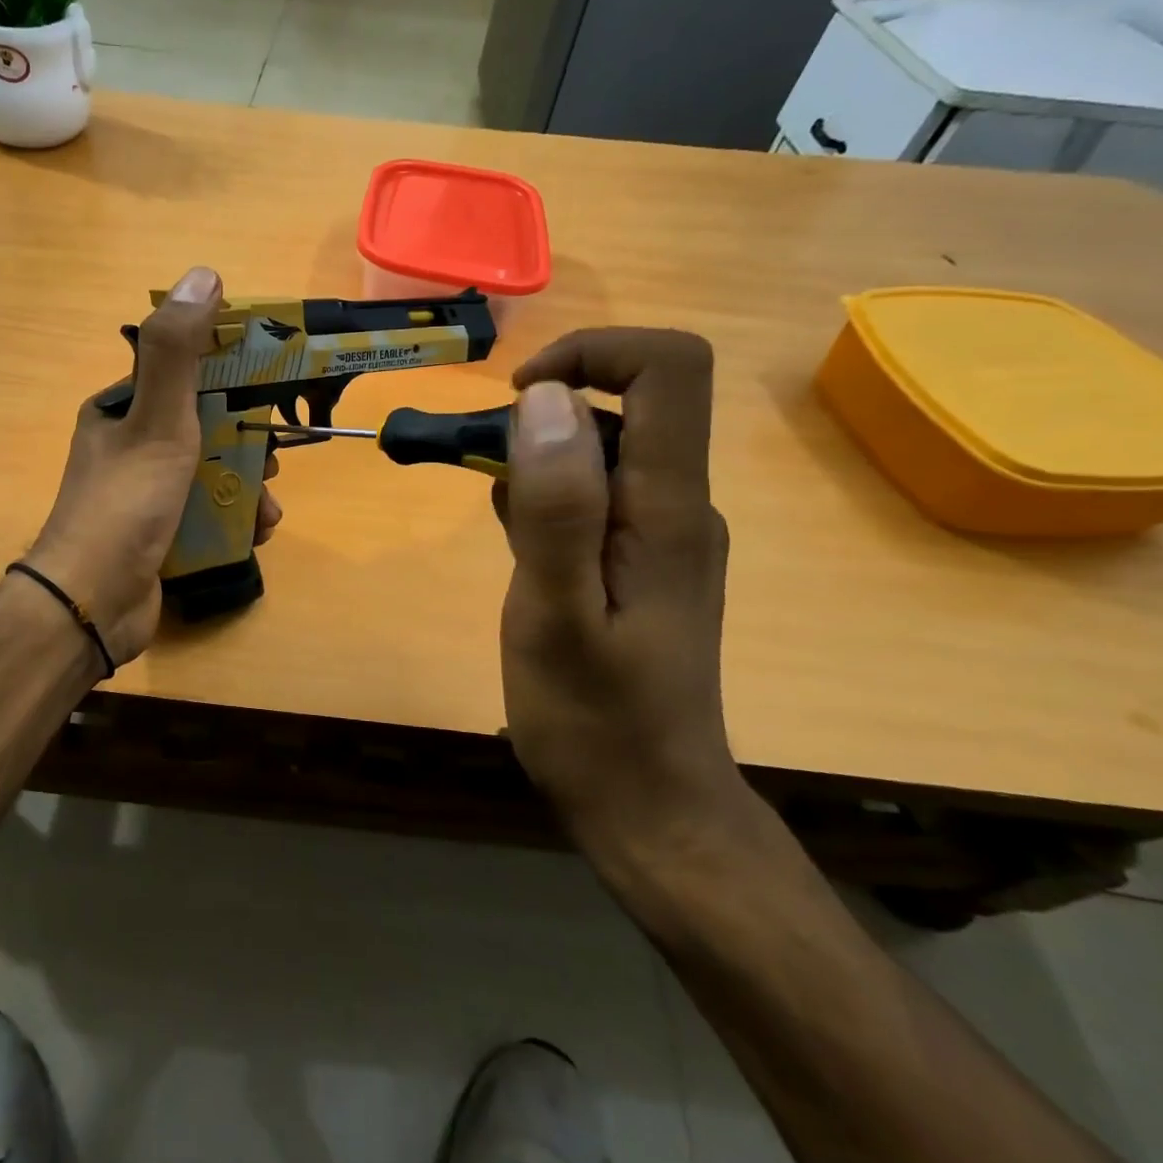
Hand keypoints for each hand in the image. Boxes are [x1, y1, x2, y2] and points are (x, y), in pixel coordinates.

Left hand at [26, 267, 282, 665]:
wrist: (93, 603)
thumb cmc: (126, 504)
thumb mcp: (156, 420)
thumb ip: (179, 352)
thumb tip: (203, 275)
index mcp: (121, 410)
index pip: (185, 375)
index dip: (232, 378)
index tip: (273, 392)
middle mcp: (130, 446)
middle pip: (205, 428)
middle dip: (247, 444)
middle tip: (274, 459)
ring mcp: (145, 494)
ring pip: (211, 474)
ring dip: (248, 487)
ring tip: (268, 508)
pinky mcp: (159, 534)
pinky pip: (207, 514)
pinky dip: (235, 520)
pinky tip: (255, 533)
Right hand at [494, 328, 740, 856]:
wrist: (651, 810)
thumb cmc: (596, 722)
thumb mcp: (556, 614)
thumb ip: (555, 507)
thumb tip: (549, 399)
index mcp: (669, 508)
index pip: (669, 368)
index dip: (593, 353)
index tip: (519, 399)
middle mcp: (681, 505)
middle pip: (628, 404)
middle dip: (543, 417)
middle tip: (480, 475)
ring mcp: (666, 535)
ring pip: (602, 452)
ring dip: (537, 463)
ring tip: (499, 531)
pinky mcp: (644, 561)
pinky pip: (595, 497)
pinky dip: (546, 502)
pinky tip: (523, 557)